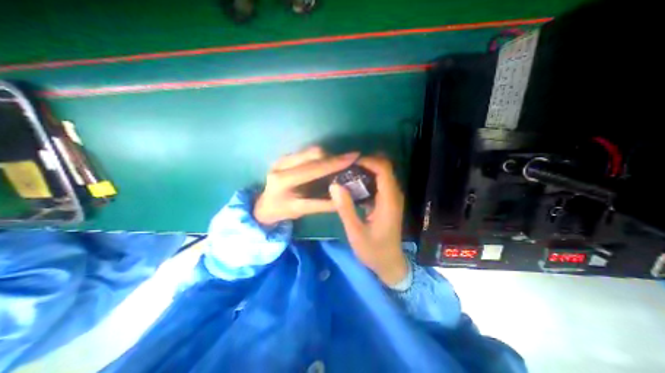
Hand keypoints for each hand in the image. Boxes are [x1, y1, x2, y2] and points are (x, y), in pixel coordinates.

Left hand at [254, 147, 358, 224]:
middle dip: (334, 157)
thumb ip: (324, 204)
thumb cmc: (282, 211)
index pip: (314, 169)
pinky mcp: (284, 156)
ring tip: (338, 164)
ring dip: (328, 156)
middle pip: (313, 153)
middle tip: (348, 162)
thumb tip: (345, 196)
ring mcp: (281, 159)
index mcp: (283, 181)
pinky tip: (325, 164)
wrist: (263, 204)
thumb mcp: (302, 211)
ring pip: (311, 150)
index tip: (354, 157)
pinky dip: (320, 157)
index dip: (335, 163)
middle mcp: (281, 165)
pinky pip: (307, 152)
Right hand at [329, 154, 408, 285]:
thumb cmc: (373, 250)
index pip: (383, 169)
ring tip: (347, 173)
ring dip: (366, 169)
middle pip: (384, 167)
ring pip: (382, 173)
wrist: (389, 263)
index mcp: (389, 200)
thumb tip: (334, 185)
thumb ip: (345, 208)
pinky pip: (379, 182)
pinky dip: (367, 178)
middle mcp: (394, 195)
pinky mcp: (388, 201)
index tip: (349, 163)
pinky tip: (352, 184)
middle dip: (366, 162)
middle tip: (346, 167)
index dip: (368, 161)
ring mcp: (392, 198)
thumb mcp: (355, 232)